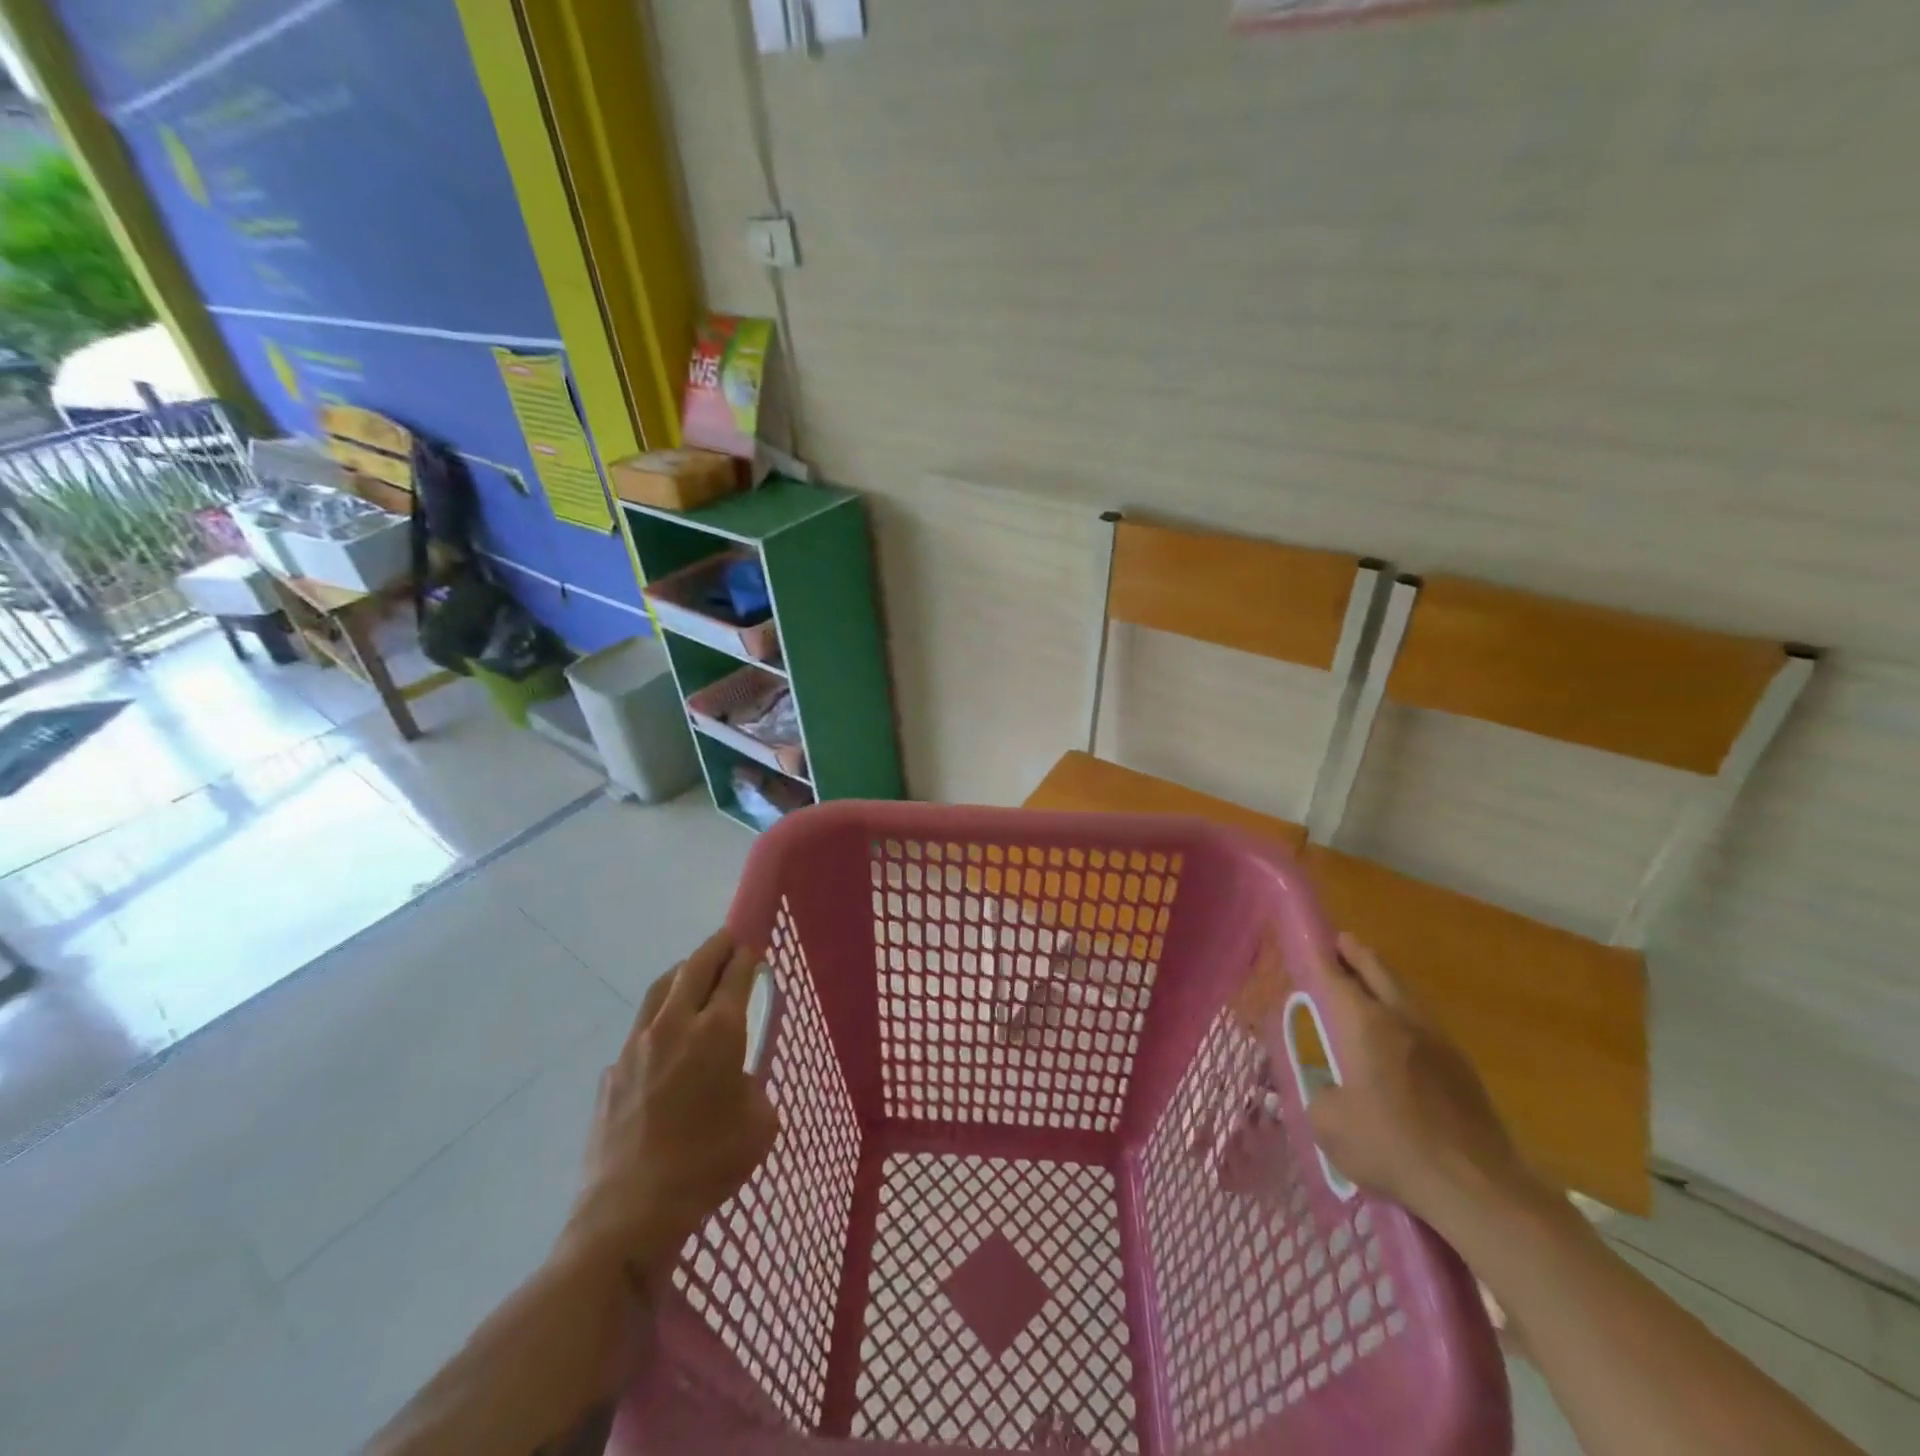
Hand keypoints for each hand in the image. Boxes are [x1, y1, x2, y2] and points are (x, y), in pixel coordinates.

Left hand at [562, 931, 780, 1281]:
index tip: (755, 944)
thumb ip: (753, 1087)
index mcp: (718, 1032)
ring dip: (681, 972)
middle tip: (728, 938)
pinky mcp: (611, 1072)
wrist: (630, 1213)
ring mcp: (636, 1046)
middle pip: (695, 967)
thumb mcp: (760, 1124)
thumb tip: (736, 1080)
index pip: (736, 973)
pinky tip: (664, 1043)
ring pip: (660, 989)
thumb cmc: (708, 1165)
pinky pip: (639, 1031)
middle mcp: (675, 1025)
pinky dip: (658, 1020)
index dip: (748, 955)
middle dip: (715, 947)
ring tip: (692, 971)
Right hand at [1305, 933, 1541, 1232]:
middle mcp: (1402, 1019)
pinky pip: (1424, 1024)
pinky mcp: (1463, 1069)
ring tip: (1367, 983)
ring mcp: (1439, 1042)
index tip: (1307, 937)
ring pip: (1405, 995)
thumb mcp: (1328, 1124)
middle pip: (1377, 970)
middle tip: (1340, 944)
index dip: (1316, 954)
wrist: (1479, 1189)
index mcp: (1363, 1023)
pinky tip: (1398, 1035)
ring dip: (1383, 982)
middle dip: (1356, 954)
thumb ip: (1321, 1096)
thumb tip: (1331, 1092)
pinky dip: (1404, 1014)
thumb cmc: (1392, 1146)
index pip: (1332, 975)